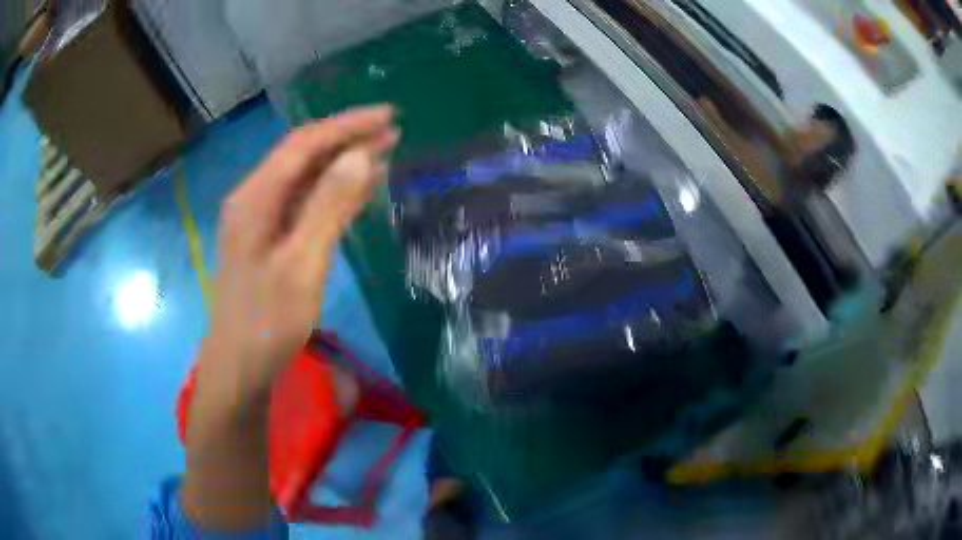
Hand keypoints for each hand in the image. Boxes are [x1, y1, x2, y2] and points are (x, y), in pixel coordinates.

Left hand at [202, 105, 397, 399]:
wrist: (240, 369)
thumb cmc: (267, 323)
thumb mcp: (301, 265)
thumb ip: (328, 207)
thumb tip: (361, 155)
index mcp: (255, 198)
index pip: (304, 144)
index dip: (347, 126)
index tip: (389, 117)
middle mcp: (255, 199)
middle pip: (304, 156)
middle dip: (348, 140)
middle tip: (394, 133)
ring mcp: (261, 220)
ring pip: (306, 179)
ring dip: (343, 164)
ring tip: (385, 154)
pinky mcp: (271, 240)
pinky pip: (305, 204)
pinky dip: (333, 193)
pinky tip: (358, 190)